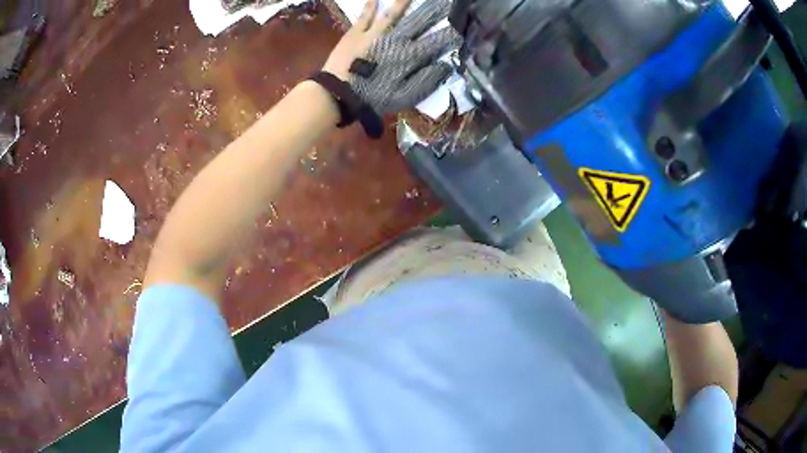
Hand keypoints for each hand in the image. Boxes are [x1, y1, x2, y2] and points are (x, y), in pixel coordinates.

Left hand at [323, 0, 460, 115]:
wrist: (338, 95)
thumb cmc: (373, 98)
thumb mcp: (405, 96)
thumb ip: (427, 80)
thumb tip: (446, 65)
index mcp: (410, 56)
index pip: (438, 41)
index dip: (452, 34)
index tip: (463, 28)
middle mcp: (396, 39)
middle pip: (420, 20)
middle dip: (436, 10)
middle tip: (447, 2)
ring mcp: (375, 33)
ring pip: (394, 13)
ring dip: (405, 1)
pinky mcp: (356, 33)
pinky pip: (366, 16)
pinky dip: (370, 6)